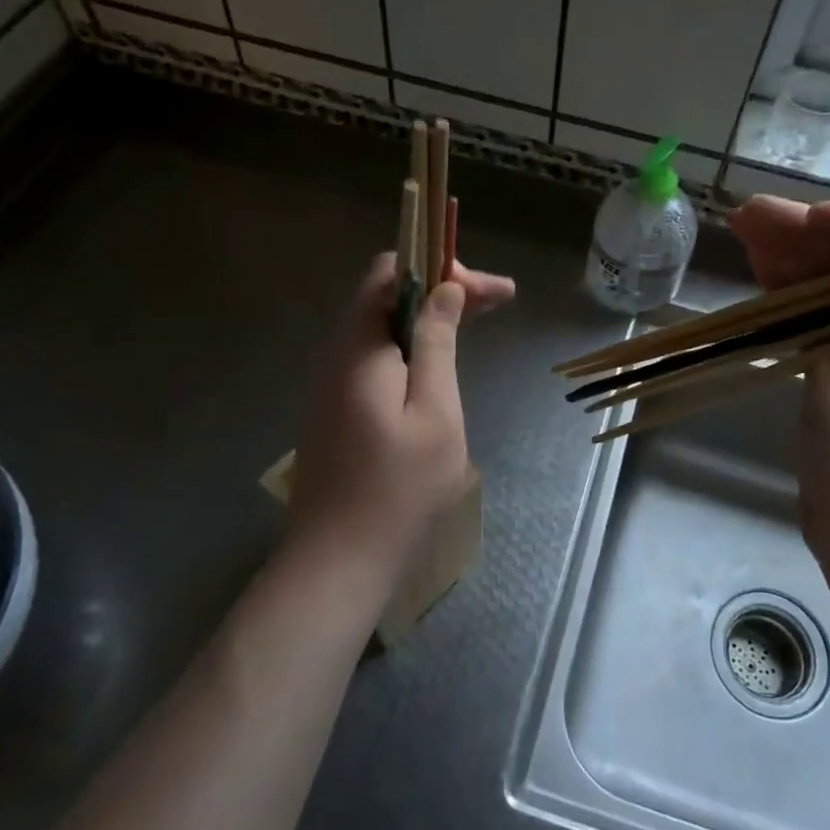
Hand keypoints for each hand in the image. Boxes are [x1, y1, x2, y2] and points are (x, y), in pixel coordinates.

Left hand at [286, 254, 514, 575]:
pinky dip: (412, 346)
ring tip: (477, 323)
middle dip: (443, 290)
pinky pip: (375, 356)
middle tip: (499, 302)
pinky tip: (439, 363)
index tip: (491, 291)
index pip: (392, 273)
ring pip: (382, 326)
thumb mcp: (434, 411)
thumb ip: (436, 343)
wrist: (338, 560)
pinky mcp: (336, 408)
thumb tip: (445, 289)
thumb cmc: (398, 489)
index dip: (442, 269)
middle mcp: (337, 354)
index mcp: (359, 347)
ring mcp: (331, 383)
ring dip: (429, 317)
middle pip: (388, 295)